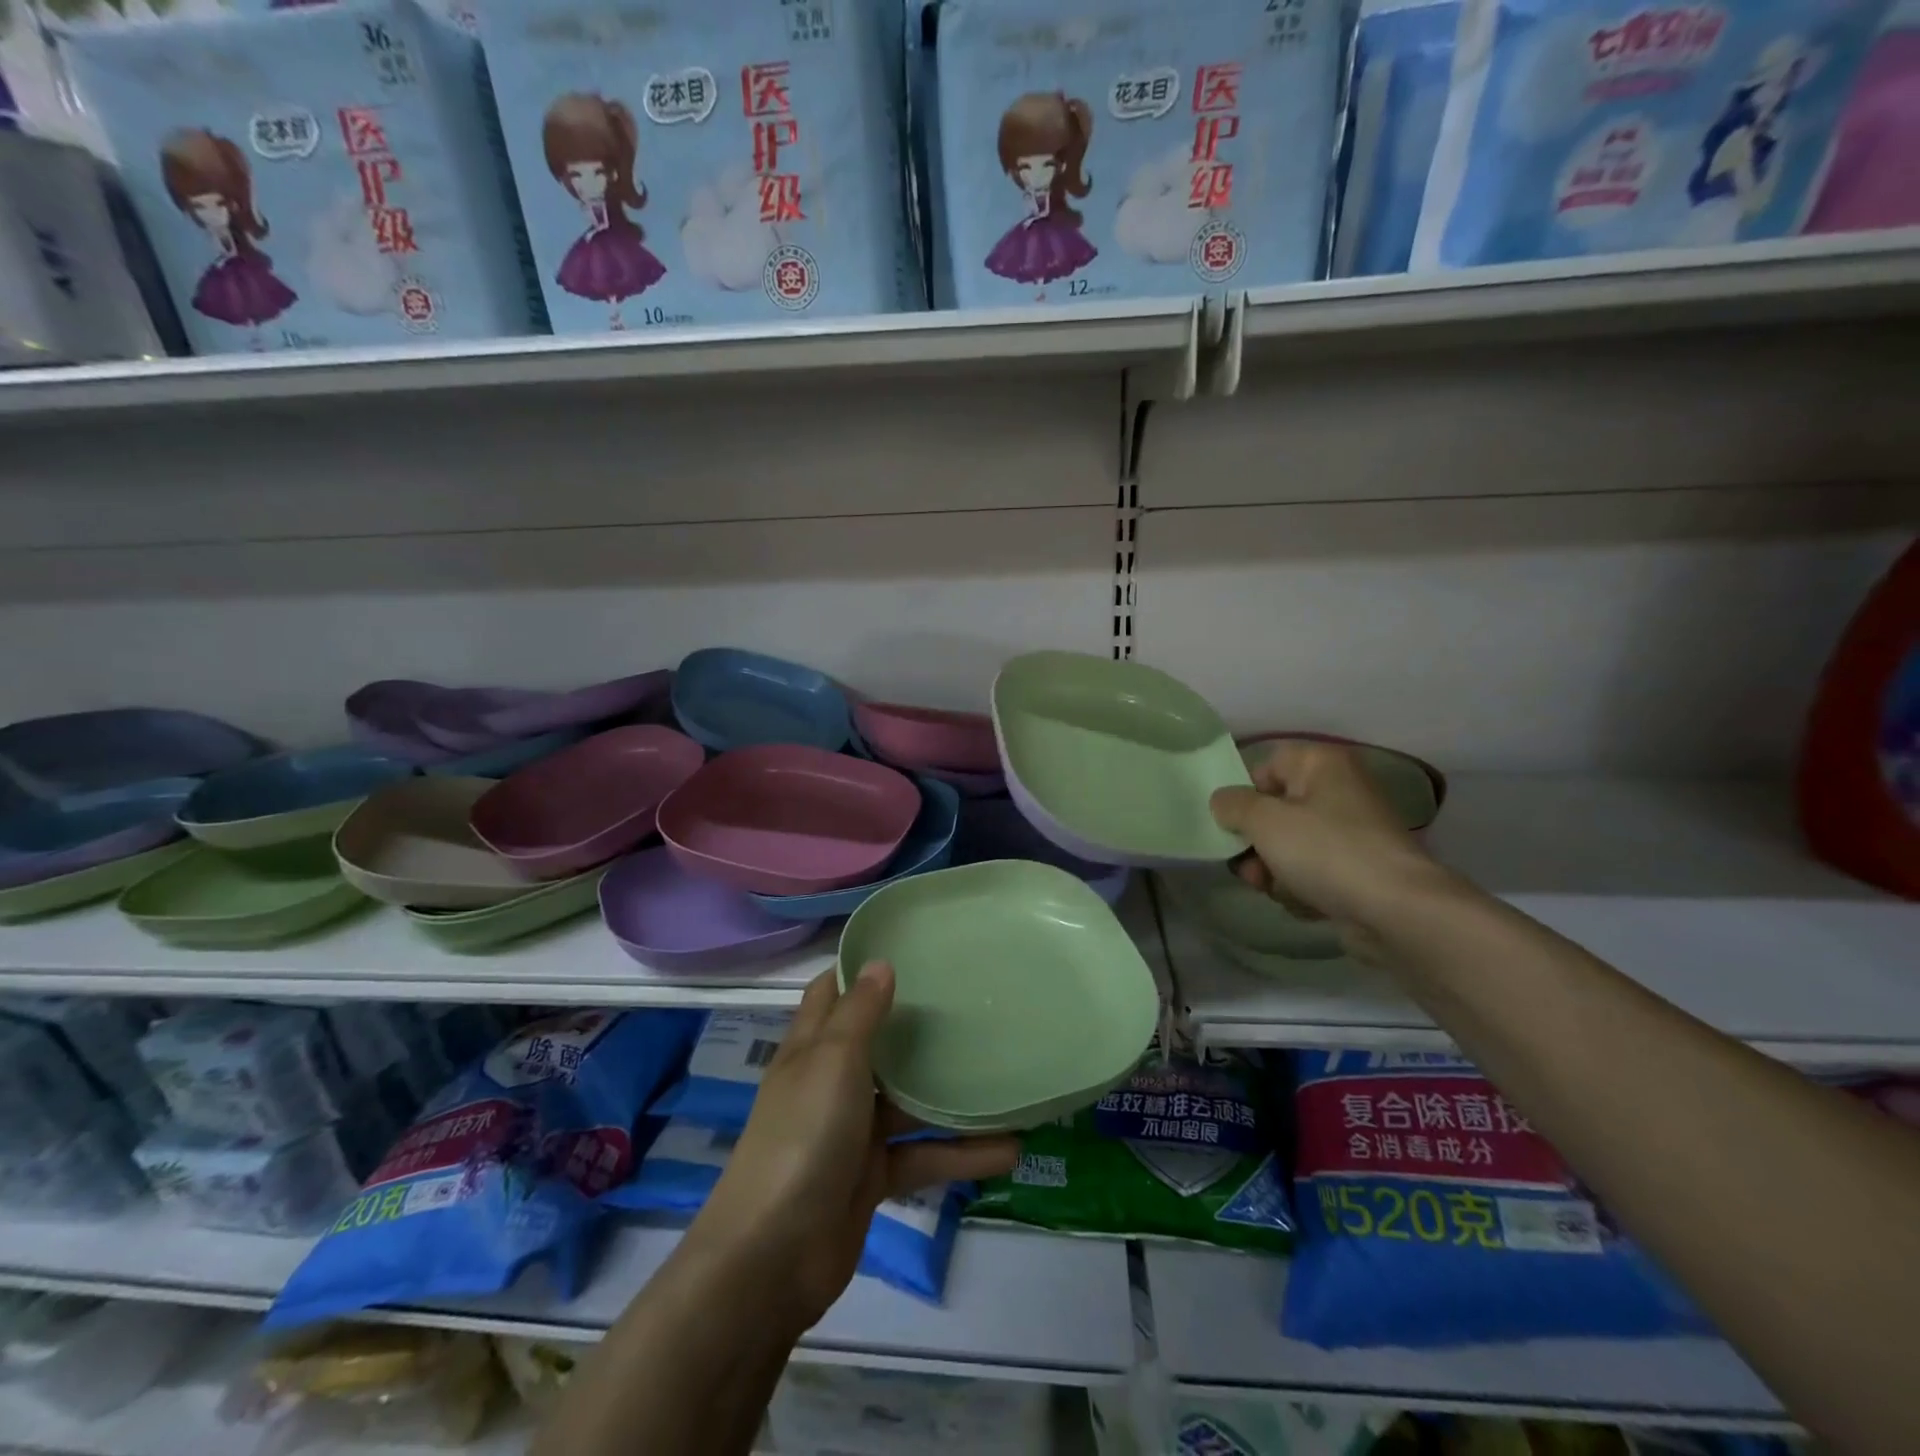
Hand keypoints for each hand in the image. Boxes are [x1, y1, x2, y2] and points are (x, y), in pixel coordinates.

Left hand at [693, 963, 1018, 1333]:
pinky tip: (1010, 1149)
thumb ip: (860, 1013)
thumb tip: (881, 962)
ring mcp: (852, 1132)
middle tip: (972, 1000)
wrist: (772, 1258)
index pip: (833, 993)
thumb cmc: (803, 1135)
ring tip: (1004, 1073)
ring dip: (951, 1094)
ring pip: (909, 1102)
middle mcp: (831, 1083)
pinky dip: (961, 1153)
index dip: (862, 969)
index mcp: (812, 1048)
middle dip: (917, 1025)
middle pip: (878, 1044)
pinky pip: (924, 1155)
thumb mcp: (832, 1060)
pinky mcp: (872, 1178)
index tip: (910, 947)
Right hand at [1208, 740, 1448, 958]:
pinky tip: (1304, 902)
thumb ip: (1232, 805)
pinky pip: (1315, 871)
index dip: (1245, 794)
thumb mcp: (1264, 821)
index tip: (1232, 824)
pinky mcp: (1360, 870)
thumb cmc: (1325, 851)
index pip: (1267, 765)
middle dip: (1255, 842)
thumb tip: (1222, 801)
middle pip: (1277, 810)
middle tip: (1247, 867)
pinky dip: (1303, 886)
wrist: (1396, 911)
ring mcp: (1354, 832)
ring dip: (1273, 869)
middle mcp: (1341, 790)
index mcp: (1323, 764)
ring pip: (1292, 845)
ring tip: (1273, 889)